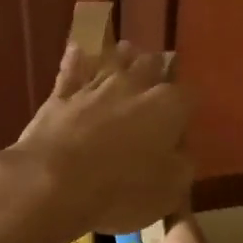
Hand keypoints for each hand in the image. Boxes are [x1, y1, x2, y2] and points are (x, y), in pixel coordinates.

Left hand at [6, 40, 191, 242]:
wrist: (53, 182)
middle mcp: (134, 86)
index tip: (186, 118)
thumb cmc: (121, 190)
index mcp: (167, 107)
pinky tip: (78, 51)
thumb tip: (180, 153)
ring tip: (128, 54)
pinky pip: (71, 69)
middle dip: (158, 69)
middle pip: (152, 65)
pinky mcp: (60, 95)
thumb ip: (181, 165)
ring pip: (114, 59)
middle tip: (160, 76)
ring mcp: (94, 87)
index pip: (189, 95)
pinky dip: (77, 60)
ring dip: (123, 58)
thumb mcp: (169, 191)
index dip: (188, 106)